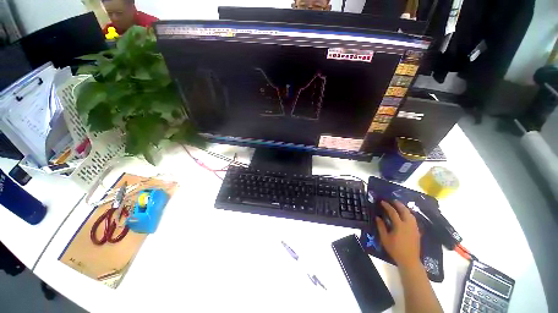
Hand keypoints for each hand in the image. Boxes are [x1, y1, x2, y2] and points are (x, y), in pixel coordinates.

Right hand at [376, 200, 420, 267]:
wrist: (409, 260)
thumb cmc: (395, 249)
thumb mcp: (385, 238)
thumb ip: (381, 226)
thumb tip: (377, 217)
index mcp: (400, 225)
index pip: (393, 212)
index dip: (387, 206)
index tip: (382, 202)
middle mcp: (408, 224)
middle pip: (404, 211)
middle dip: (398, 204)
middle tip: (392, 200)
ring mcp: (414, 228)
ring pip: (411, 214)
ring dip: (405, 208)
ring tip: (399, 205)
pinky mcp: (417, 231)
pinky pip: (413, 219)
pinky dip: (409, 214)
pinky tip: (406, 215)